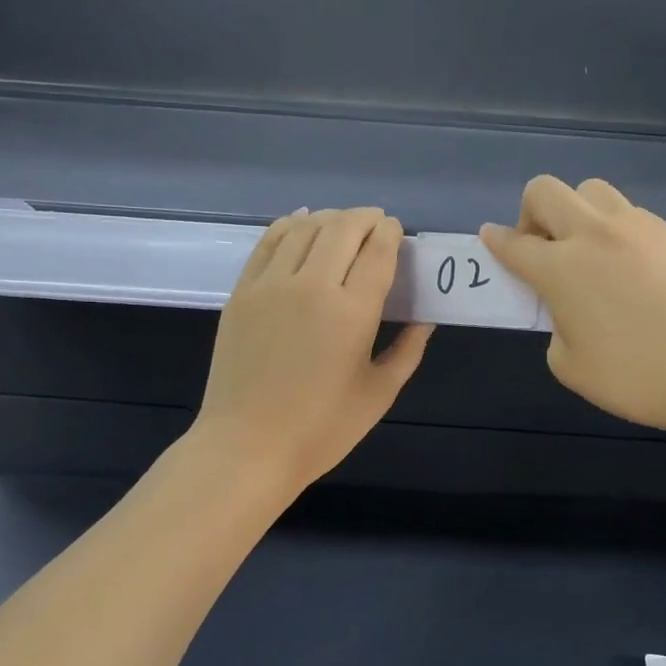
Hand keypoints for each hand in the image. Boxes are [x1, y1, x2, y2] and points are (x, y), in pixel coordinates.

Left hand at [195, 208, 432, 493]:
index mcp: (352, 312)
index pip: (377, 250)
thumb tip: (424, 320)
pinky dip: (290, 224)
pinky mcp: (242, 292)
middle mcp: (312, 285)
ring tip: (345, 225)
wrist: (247, 447)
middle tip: (377, 225)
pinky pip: (269, 242)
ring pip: (306, 228)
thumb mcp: (379, 394)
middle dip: (366, 219)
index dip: (390, 233)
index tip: (397, 232)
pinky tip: (302, 223)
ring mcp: (270, 284)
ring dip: (331, 218)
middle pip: (343, 228)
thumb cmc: (321, 429)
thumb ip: (407, 351)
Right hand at [481, 176, 665, 435]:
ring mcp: (637, 227)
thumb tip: (570, 310)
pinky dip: (613, 229)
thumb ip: (556, 328)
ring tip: (587, 253)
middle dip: (530, 214)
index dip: (495, 241)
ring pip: (591, 190)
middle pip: (546, 191)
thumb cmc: (636, 376)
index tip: (490, 239)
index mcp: (561, 268)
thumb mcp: (570, 367)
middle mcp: (594, 234)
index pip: (514, 243)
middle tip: (542, 252)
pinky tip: (627, 267)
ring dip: (575, 212)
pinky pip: (628, 213)